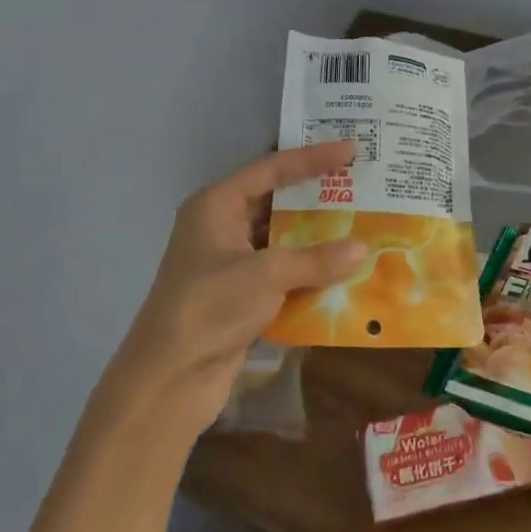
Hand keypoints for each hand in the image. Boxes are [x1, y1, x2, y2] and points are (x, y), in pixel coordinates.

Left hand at [103, 141, 365, 437]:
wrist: (168, 381)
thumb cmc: (209, 308)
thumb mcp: (265, 275)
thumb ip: (315, 259)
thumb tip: (362, 249)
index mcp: (216, 205)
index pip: (270, 168)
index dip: (311, 157)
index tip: (351, 149)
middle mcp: (222, 226)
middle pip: (276, 199)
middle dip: (317, 194)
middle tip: (360, 182)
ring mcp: (231, 262)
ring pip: (281, 236)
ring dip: (316, 234)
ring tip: (361, 221)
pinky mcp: (240, 293)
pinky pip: (282, 269)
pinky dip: (309, 267)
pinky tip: (343, 268)